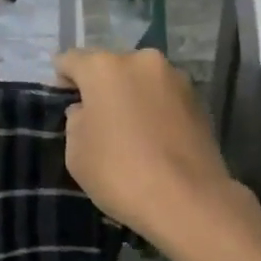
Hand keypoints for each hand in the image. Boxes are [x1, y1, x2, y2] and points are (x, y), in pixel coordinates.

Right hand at [55, 47, 242, 246]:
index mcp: (104, 67)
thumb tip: (87, 110)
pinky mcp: (199, 100)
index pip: (71, 60)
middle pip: (111, 67)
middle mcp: (142, 61)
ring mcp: (176, 79)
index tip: (61, 98)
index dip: (62, 78)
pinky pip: (164, 99)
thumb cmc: (119, 173)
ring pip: (142, 81)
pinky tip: (153, 138)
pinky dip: (155, 110)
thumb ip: (76, 120)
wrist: (187, 201)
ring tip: (128, 131)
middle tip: (96, 119)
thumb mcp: (76, 152)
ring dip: (131, 97)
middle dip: (101, 87)